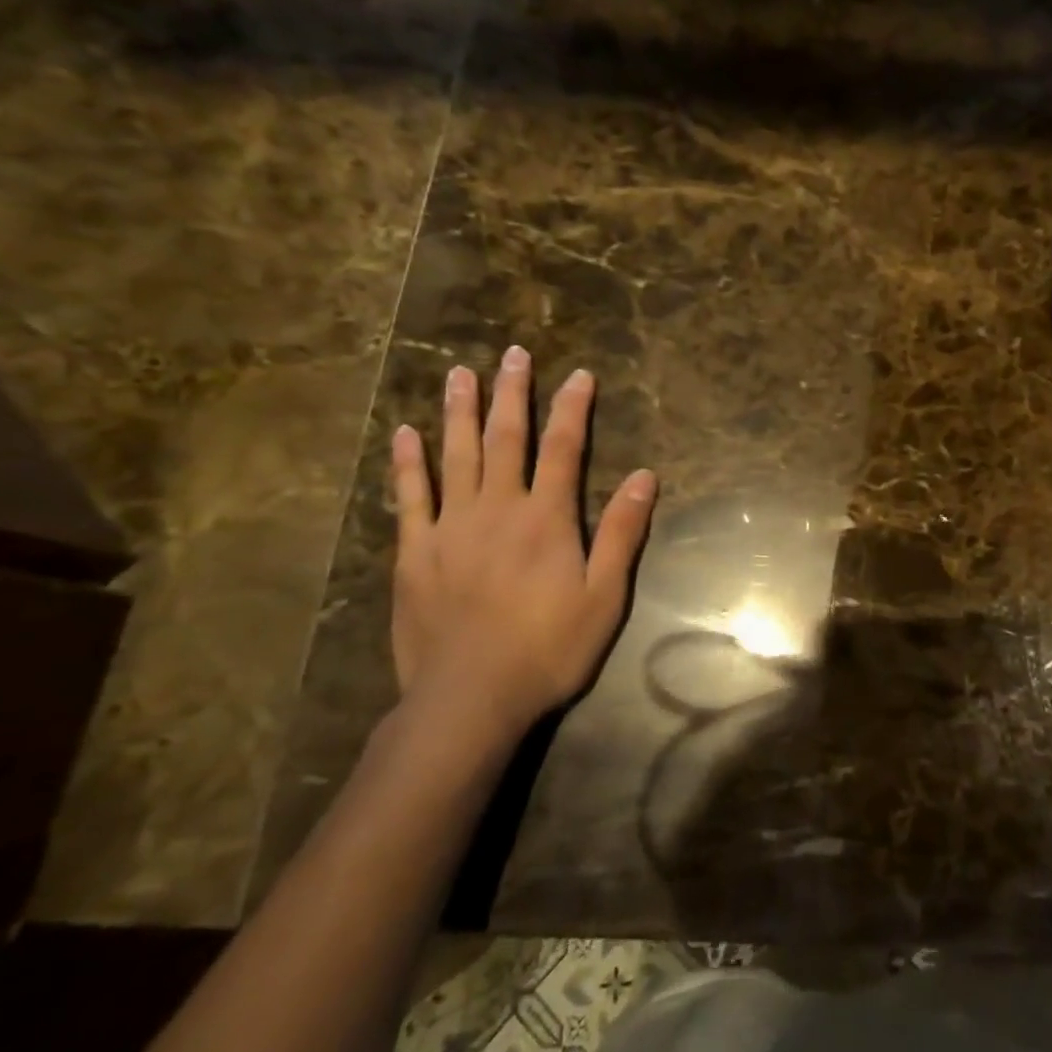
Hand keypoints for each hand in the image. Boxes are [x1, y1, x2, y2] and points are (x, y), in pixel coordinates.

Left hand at [388, 347, 656, 738]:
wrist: (469, 697)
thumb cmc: (548, 649)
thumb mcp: (604, 596)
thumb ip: (621, 533)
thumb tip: (646, 477)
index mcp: (546, 519)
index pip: (563, 449)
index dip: (572, 409)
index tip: (578, 374)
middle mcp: (497, 509)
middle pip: (506, 439)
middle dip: (513, 394)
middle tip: (513, 354)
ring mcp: (450, 528)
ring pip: (456, 456)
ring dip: (460, 412)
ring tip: (460, 374)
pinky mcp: (414, 552)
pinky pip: (409, 497)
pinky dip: (408, 463)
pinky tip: (405, 434)